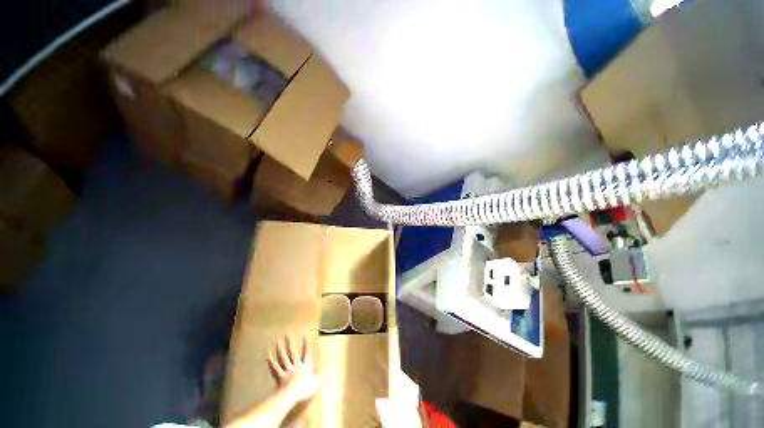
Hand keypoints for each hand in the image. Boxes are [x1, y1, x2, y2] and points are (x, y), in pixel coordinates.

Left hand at [267, 336, 319, 402]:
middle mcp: (296, 366)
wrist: (293, 395)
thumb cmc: (305, 390)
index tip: (305, 335)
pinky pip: (275, 368)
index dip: (306, 344)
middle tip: (287, 335)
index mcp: (305, 366)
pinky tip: (268, 357)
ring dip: (280, 350)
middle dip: (290, 344)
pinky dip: (271, 363)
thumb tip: (323, 372)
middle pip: (292, 353)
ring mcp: (287, 371)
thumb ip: (318, 377)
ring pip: (283, 358)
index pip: (306, 353)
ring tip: (278, 342)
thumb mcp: (315, 384)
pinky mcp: (280, 377)